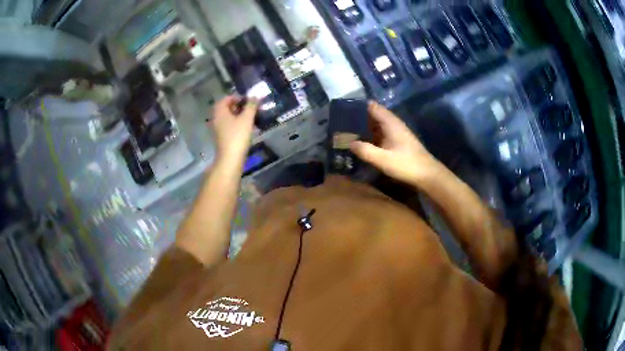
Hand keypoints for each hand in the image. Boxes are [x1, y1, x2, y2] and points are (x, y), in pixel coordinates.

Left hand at [210, 96, 257, 163]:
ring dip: (239, 115)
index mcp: (220, 112)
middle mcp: (216, 118)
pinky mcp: (222, 137)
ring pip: (228, 117)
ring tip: (251, 118)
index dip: (237, 97)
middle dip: (239, 106)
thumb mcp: (247, 118)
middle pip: (226, 108)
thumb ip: (251, 105)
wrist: (230, 159)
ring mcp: (218, 129)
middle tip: (251, 108)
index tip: (248, 100)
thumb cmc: (238, 136)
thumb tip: (254, 96)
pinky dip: (237, 124)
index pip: (226, 98)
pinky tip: (247, 128)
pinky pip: (229, 126)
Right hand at [350, 101, 438, 183]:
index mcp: (391, 123)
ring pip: (377, 125)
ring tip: (346, 132)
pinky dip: (371, 136)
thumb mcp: (383, 159)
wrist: (427, 175)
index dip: (358, 106)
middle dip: (358, 117)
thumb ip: (366, 151)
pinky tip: (361, 143)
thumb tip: (350, 143)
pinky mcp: (397, 142)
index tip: (343, 110)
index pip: (373, 107)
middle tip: (341, 123)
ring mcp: (396, 133)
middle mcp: (393, 124)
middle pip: (374, 115)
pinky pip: (380, 134)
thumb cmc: (407, 165)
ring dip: (364, 127)